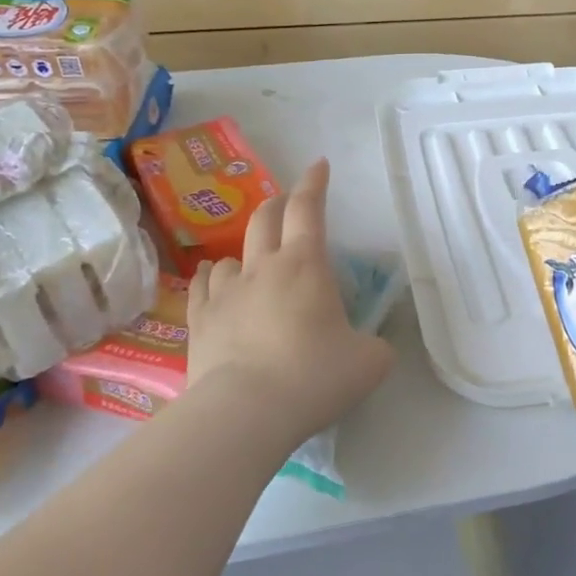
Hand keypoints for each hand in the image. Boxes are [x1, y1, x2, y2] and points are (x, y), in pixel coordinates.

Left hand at [185, 158, 394, 447]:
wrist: (246, 411)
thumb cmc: (315, 377)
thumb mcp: (369, 362)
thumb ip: (376, 345)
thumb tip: (372, 345)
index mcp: (306, 266)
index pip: (310, 209)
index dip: (314, 183)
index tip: (318, 164)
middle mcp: (262, 268)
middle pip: (266, 219)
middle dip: (279, 204)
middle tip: (288, 203)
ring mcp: (226, 292)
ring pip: (230, 255)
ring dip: (244, 252)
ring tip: (251, 263)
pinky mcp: (199, 321)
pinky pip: (202, 287)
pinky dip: (211, 279)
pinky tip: (212, 282)